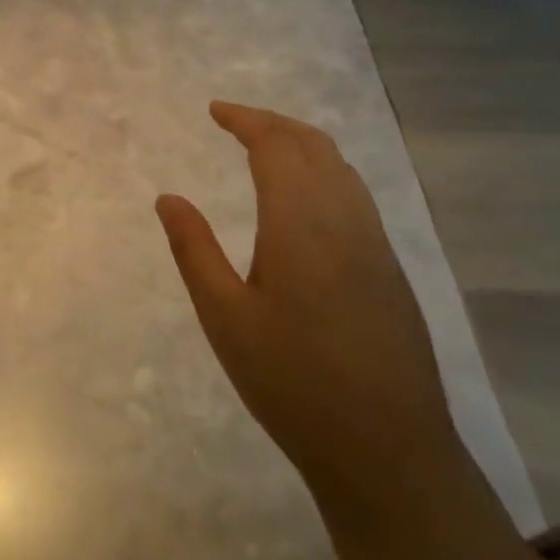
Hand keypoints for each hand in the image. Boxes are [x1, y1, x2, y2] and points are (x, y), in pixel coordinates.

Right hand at [155, 102, 458, 502]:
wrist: (386, 449)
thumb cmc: (291, 382)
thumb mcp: (225, 317)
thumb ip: (194, 249)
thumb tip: (169, 198)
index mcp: (301, 224)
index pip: (276, 147)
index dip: (246, 120)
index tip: (215, 110)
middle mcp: (346, 220)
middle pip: (314, 146)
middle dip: (274, 123)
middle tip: (235, 120)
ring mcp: (376, 244)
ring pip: (342, 168)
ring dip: (303, 144)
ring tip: (266, 147)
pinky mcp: (390, 269)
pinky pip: (356, 195)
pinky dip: (325, 172)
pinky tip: (306, 197)